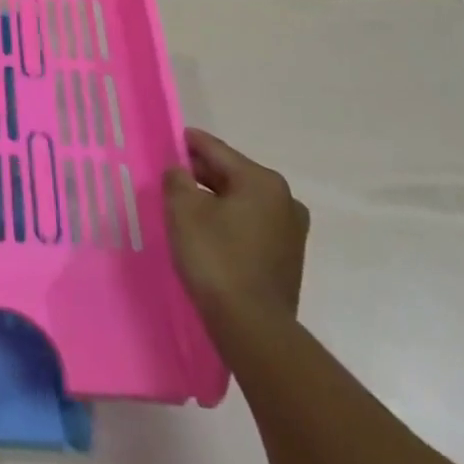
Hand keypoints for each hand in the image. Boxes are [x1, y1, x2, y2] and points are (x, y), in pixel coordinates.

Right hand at [163, 126, 308, 326]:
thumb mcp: (184, 210)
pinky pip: (252, 225)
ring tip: (187, 204)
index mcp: (262, 181)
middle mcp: (285, 200)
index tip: (171, 138)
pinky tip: (210, 231)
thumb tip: (180, 170)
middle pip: (233, 174)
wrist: (252, 325)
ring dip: (217, 199)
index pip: (217, 150)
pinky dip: (230, 221)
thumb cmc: (216, 258)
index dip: (190, 142)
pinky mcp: (288, 257)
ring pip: (243, 201)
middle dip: (202, 173)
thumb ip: (177, 180)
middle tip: (173, 175)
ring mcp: (291, 230)